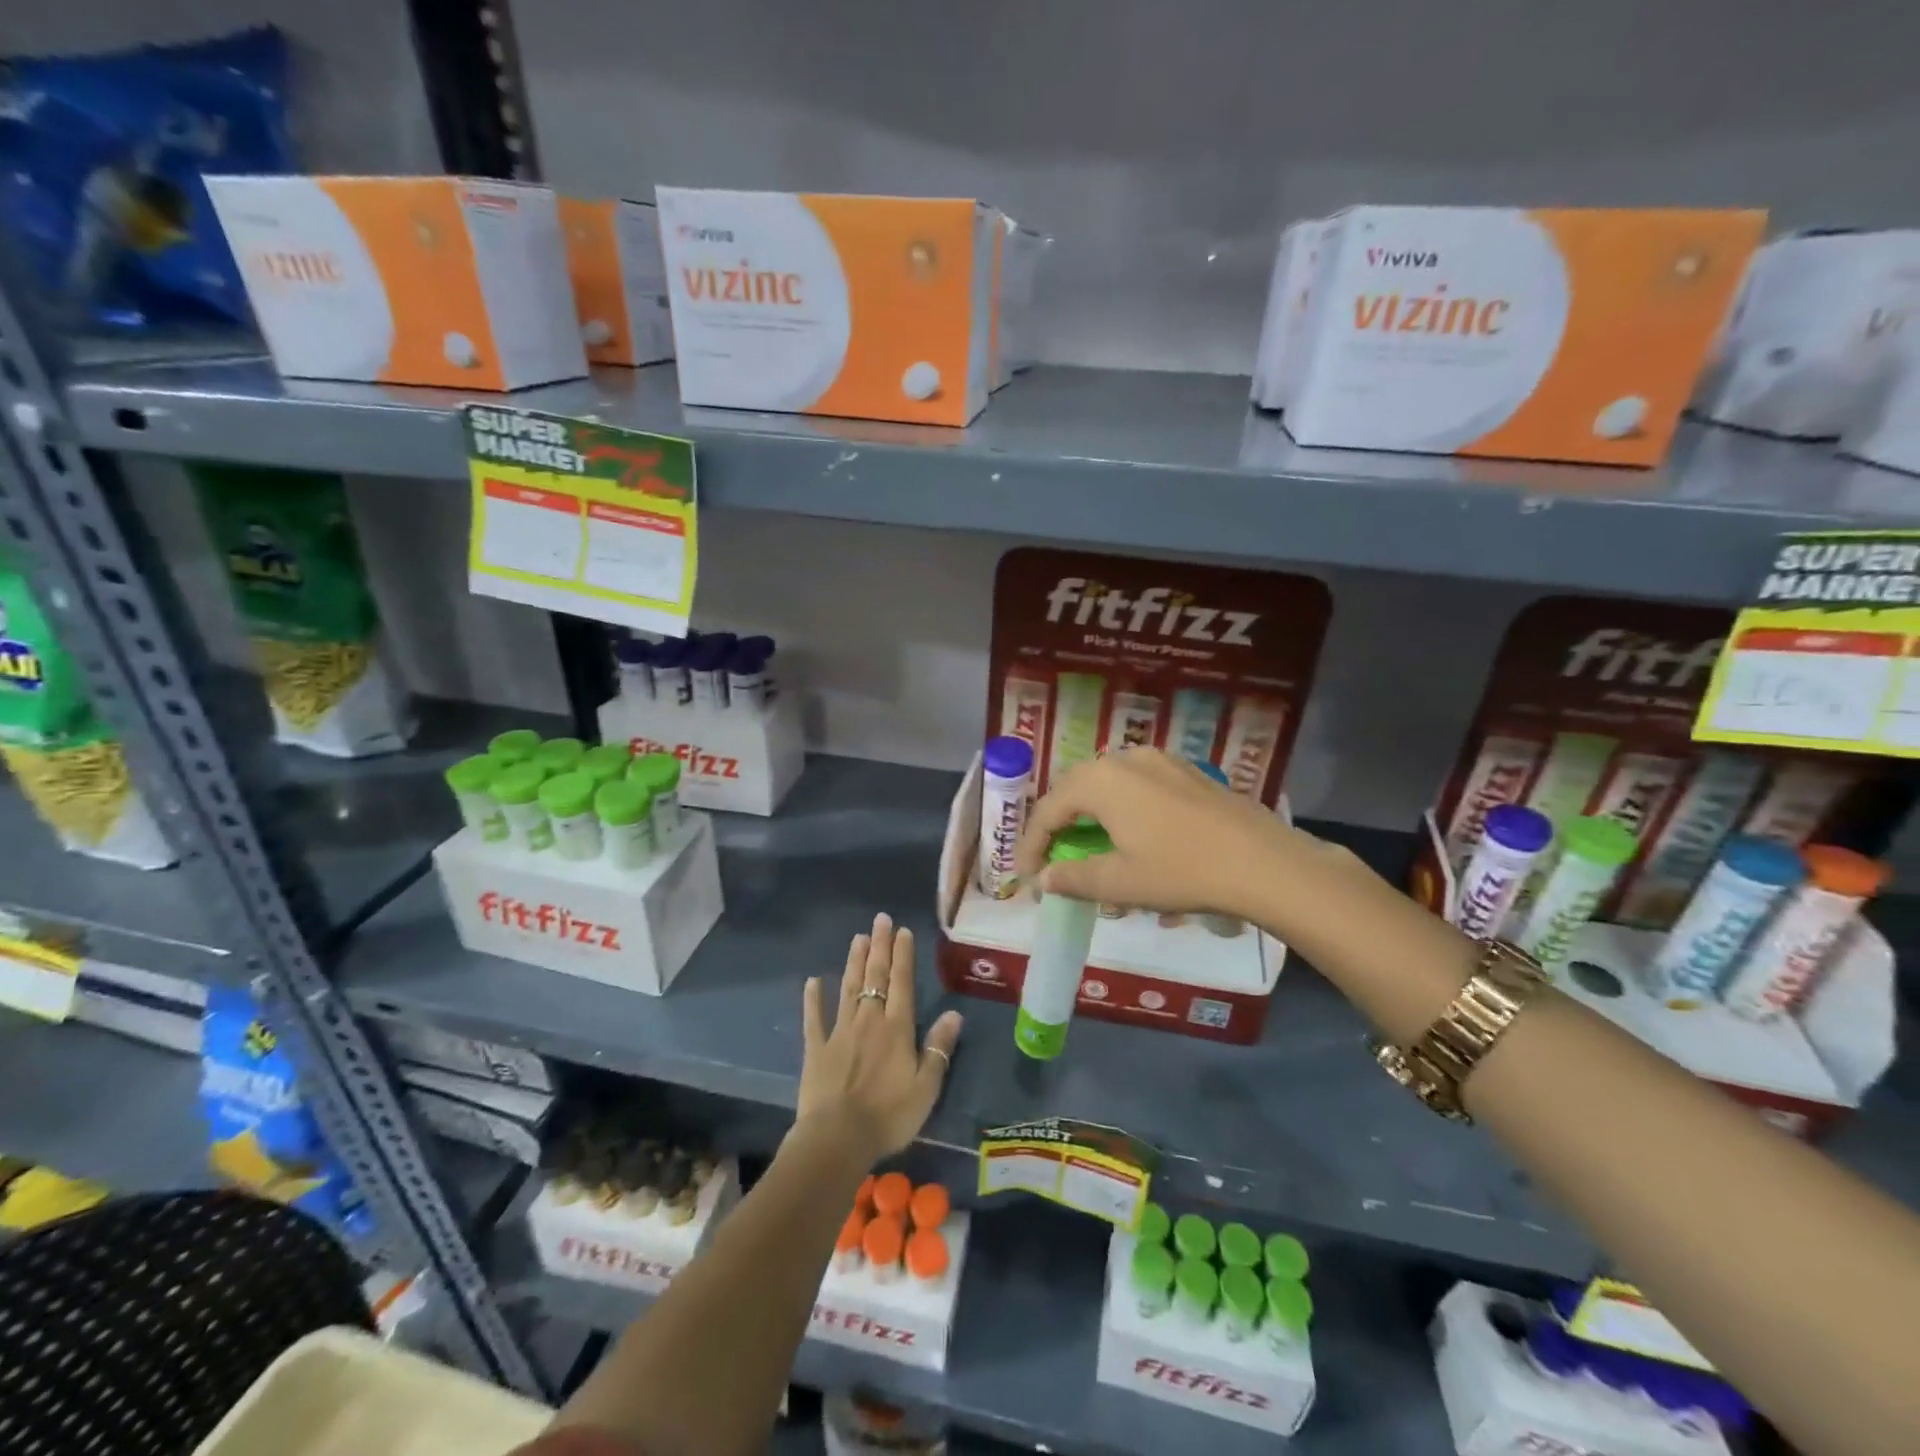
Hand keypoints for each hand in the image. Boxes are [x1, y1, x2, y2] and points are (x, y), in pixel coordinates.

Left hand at [797, 913, 963, 1165]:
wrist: (837, 1139)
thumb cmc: (888, 1116)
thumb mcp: (926, 1087)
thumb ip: (939, 1048)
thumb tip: (954, 1013)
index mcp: (897, 1028)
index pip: (902, 983)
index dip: (903, 955)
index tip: (902, 931)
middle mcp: (869, 1020)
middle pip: (875, 977)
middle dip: (879, 947)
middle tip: (880, 920)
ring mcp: (839, 1032)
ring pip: (848, 988)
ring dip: (854, 962)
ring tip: (857, 937)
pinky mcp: (816, 1049)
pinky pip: (814, 1018)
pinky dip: (813, 999)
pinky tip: (812, 981)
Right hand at [1015, 748, 1303, 918]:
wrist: (1263, 862)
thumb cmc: (1182, 871)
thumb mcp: (1120, 882)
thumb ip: (1073, 878)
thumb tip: (1044, 879)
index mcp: (1101, 780)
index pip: (1049, 809)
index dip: (1032, 843)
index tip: (1027, 875)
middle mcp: (1125, 758)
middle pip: (1075, 788)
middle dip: (1058, 822)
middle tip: (1053, 857)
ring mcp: (1160, 760)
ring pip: (1108, 783)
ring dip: (1090, 812)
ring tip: (1089, 844)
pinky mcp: (1186, 771)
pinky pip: (1137, 784)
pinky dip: (1121, 807)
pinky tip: (1132, 832)